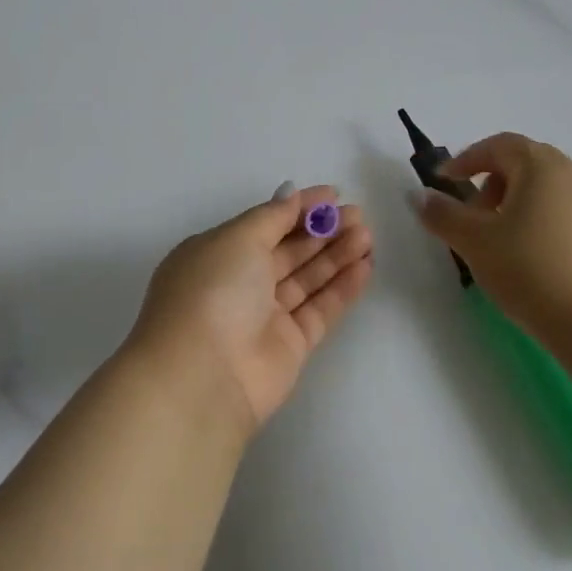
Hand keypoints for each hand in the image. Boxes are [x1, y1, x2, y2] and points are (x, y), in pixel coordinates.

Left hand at [130, 186, 373, 429]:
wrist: (203, 376)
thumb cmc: (214, 291)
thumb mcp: (238, 238)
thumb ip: (272, 216)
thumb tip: (291, 194)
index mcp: (218, 253)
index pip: (265, 223)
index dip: (299, 208)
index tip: (334, 194)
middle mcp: (240, 282)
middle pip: (289, 250)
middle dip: (323, 230)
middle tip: (359, 214)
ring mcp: (265, 315)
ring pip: (308, 278)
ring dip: (337, 254)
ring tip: (368, 235)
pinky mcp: (290, 345)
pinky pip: (321, 309)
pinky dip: (342, 287)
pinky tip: (365, 266)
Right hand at [413, 133, 571, 336]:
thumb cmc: (529, 269)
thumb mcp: (474, 241)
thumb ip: (443, 214)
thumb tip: (419, 195)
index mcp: (540, 166)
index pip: (498, 145)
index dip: (466, 159)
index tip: (444, 182)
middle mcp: (570, 176)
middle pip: (523, 164)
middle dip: (490, 184)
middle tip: (471, 216)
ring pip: (543, 191)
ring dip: (513, 205)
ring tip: (496, 243)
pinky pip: (561, 214)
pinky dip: (536, 223)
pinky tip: (527, 260)